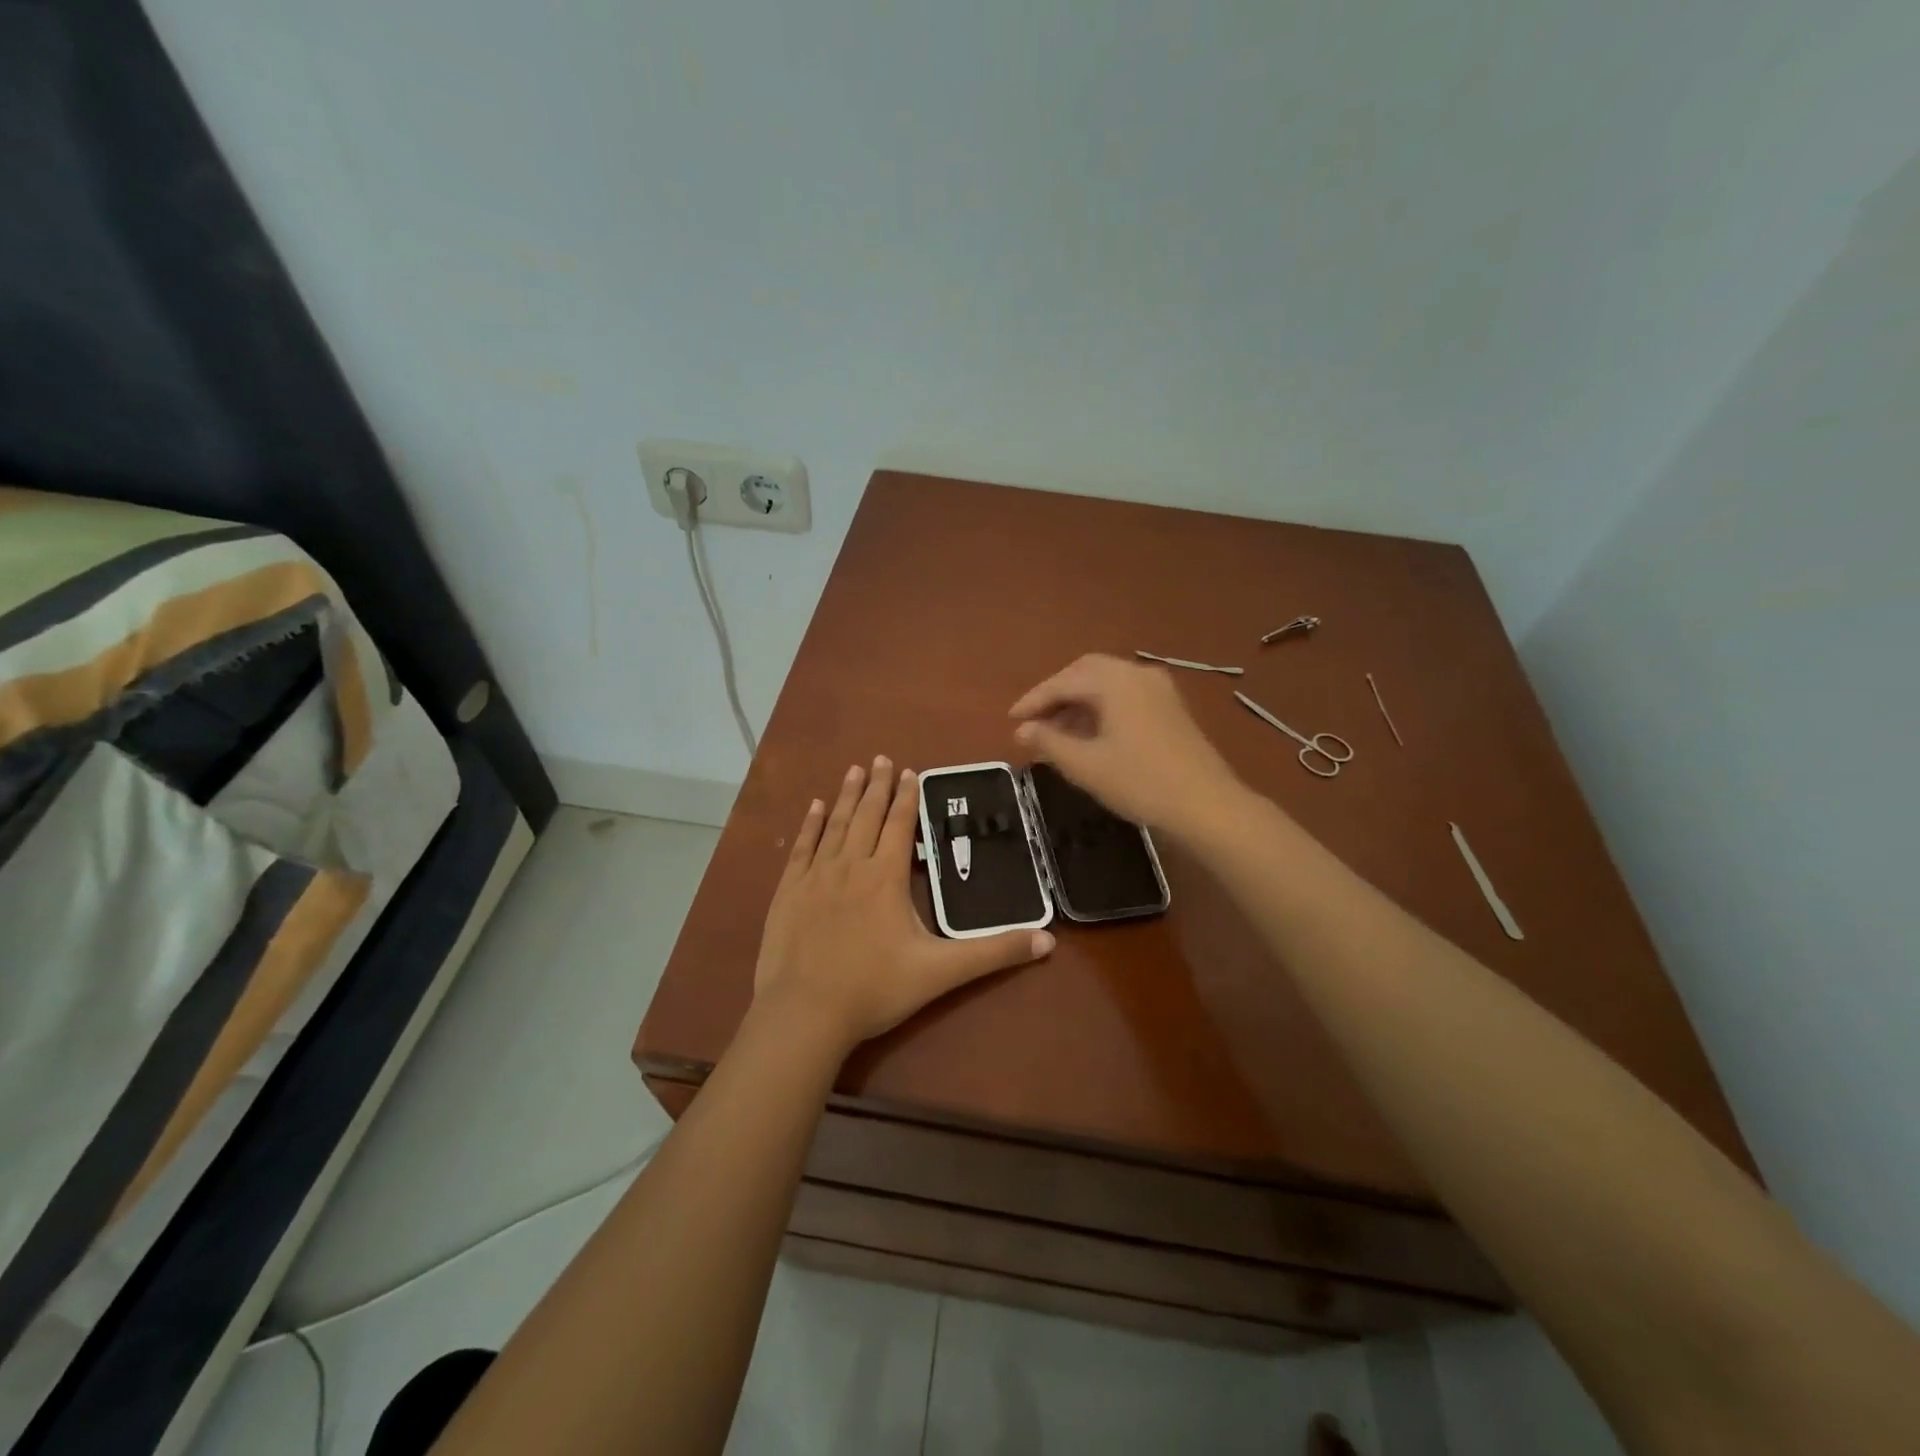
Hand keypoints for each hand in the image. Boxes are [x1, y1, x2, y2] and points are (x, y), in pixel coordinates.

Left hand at [753, 757, 1054, 1051]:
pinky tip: (814, 807)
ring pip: (836, 824)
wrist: (805, 1013)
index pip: (901, 825)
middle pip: (868, 816)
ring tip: (856, 770)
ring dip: (847, 796)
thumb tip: (1047, 940)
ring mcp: (816, 876)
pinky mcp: (789, 891)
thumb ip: (993, 953)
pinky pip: (802, 847)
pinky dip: (810, 824)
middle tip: (883, 758)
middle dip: (879, 786)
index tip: (911, 772)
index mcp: (886, 877)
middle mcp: (851, 865)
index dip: (907, 798)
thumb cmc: (875, 989)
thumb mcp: (941, 972)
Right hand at [1009, 654, 1246, 835]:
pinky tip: (1089, 735)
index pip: (1064, 681)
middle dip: (1056, 695)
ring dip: (1078, 703)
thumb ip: (1049, 742)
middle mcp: (1138, 674)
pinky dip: (1101, 709)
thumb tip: (1023, 729)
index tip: (1011, 720)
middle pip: (1086, 673)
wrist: (1207, 805)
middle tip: (1033, 721)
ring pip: (1107, 685)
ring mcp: (1159, 689)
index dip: (1034, 701)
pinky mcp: (1170, 708)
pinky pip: (1125, 697)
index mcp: (1115, 680)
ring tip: (1055, 733)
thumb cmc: (1139, 782)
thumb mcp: (1085, 765)